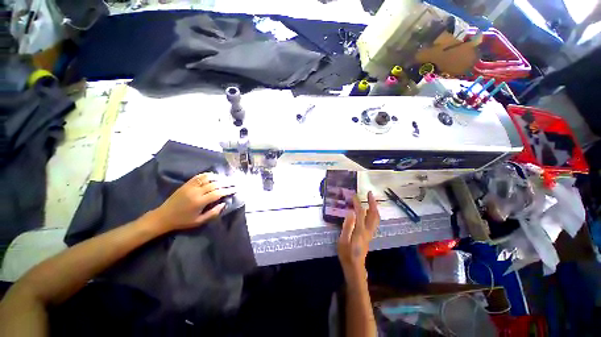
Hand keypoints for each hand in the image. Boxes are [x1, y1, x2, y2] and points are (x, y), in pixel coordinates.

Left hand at [151, 173, 235, 232]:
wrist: (164, 216)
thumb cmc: (183, 221)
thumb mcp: (199, 221)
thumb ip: (213, 213)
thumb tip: (224, 204)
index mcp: (199, 202)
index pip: (218, 193)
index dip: (228, 190)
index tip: (235, 189)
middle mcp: (196, 192)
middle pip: (215, 184)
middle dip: (226, 183)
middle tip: (234, 182)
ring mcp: (190, 186)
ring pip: (207, 178)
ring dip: (219, 177)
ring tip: (226, 179)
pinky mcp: (186, 184)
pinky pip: (199, 176)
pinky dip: (208, 175)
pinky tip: (214, 175)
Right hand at [337, 191, 379, 280]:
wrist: (355, 267)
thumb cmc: (346, 254)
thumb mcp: (343, 240)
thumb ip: (347, 226)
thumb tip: (351, 212)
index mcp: (360, 230)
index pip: (360, 213)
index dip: (358, 203)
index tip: (354, 195)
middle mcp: (368, 230)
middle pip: (374, 214)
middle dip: (372, 202)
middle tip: (369, 193)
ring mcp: (370, 233)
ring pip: (376, 218)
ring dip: (374, 207)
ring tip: (370, 200)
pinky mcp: (369, 235)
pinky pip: (374, 221)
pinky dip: (373, 213)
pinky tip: (369, 211)